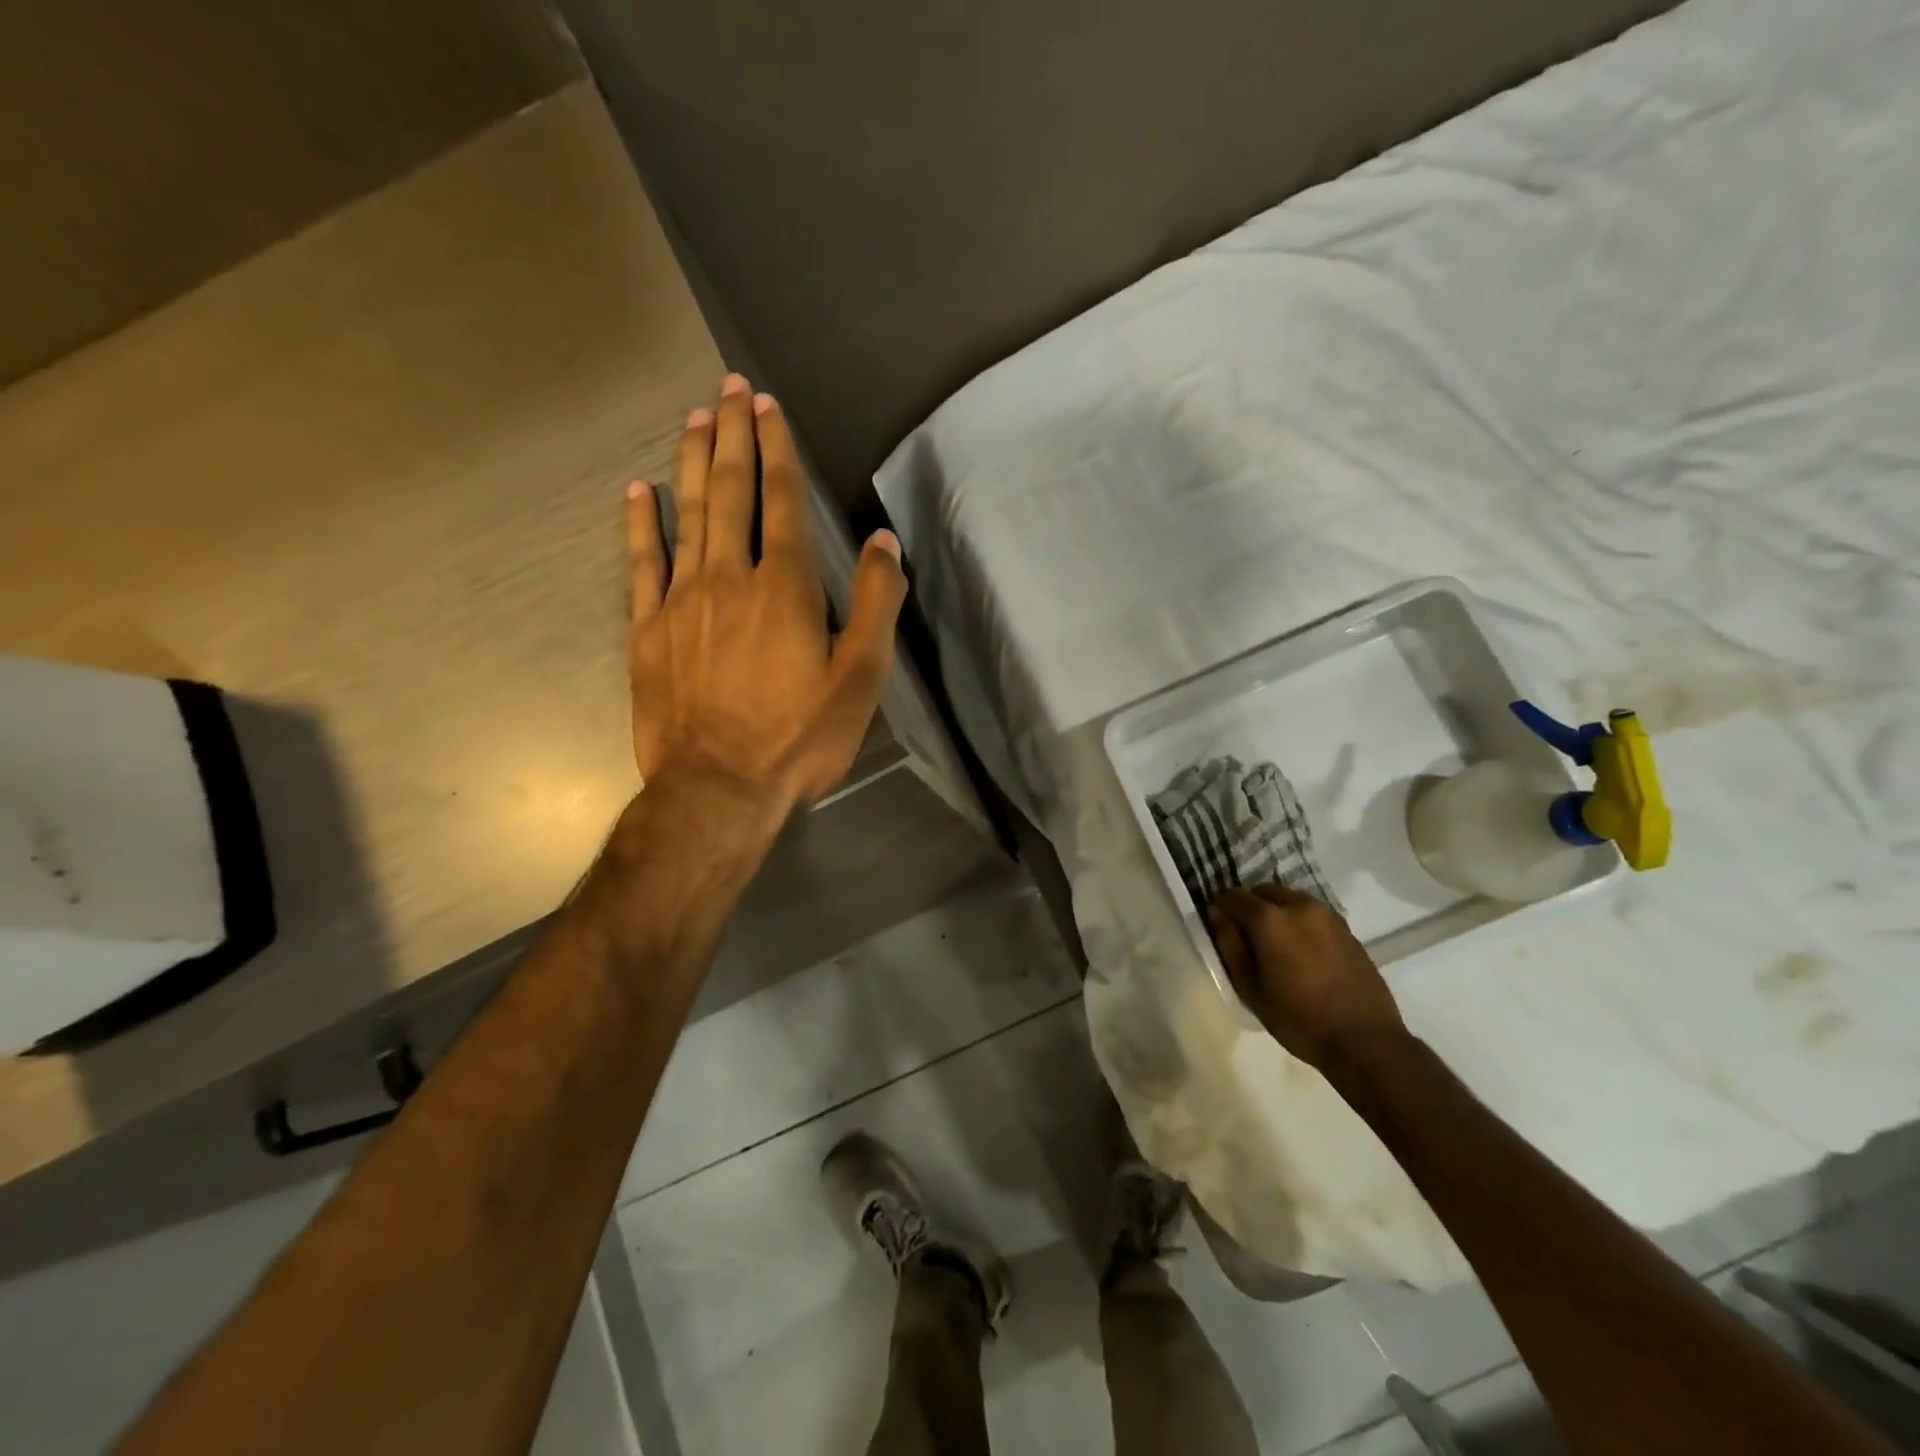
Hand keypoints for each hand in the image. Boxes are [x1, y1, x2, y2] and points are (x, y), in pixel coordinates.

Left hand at [626, 374, 906, 811]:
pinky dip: (640, 523)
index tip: (767, 406)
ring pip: (688, 515)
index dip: (777, 449)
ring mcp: (681, 601)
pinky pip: (641, 564)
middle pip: (731, 492)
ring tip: (695, 419)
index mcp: (784, 587)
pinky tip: (639, 491)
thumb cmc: (798, 738)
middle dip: (733, 436)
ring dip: (693, 463)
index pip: (781, 501)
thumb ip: (874, 604)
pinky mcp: (648, 631)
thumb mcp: (860, 680)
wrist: (717, 789)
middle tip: (728, 388)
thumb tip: (882, 542)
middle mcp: (729, 577)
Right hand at [1208, 885, 1404, 1069]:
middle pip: (1263, 891)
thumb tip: (1216, 914)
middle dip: (1250, 906)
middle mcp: (1298, 906)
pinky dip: (1299, 921)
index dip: (1221, 908)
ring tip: (1276, 944)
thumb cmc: (1298, 1018)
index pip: (1233, 896)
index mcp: (1270, 919)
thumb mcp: (1250, 988)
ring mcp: (1326, 915)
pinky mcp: (1346, 928)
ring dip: (1276, 911)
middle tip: (1247, 936)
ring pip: (1289, 899)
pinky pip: (1311, 913)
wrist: (1365, 1040)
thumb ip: (1229, 945)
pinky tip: (1302, 951)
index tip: (1219, 926)